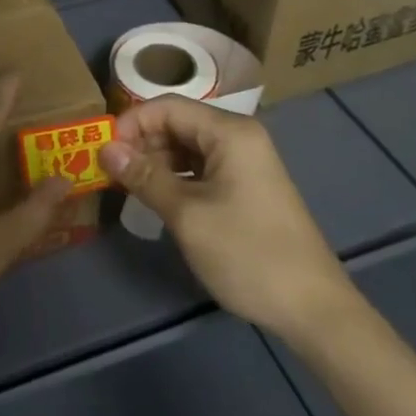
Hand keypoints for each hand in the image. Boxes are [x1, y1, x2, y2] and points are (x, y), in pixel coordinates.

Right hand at [99, 97, 357, 347]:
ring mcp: (246, 160)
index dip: (131, 123)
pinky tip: (159, 197)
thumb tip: (106, 149)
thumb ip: (145, 177)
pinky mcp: (247, 184)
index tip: (103, 151)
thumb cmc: (247, 253)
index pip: (168, 107)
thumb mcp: (188, 215)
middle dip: (142, 142)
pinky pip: (202, 166)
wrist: (313, 308)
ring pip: (188, 145)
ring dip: (157, 160)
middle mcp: (239, 136)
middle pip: (178, 122)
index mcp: (230, 131)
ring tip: (130, 187)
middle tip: (111, 172)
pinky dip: (177, 176)